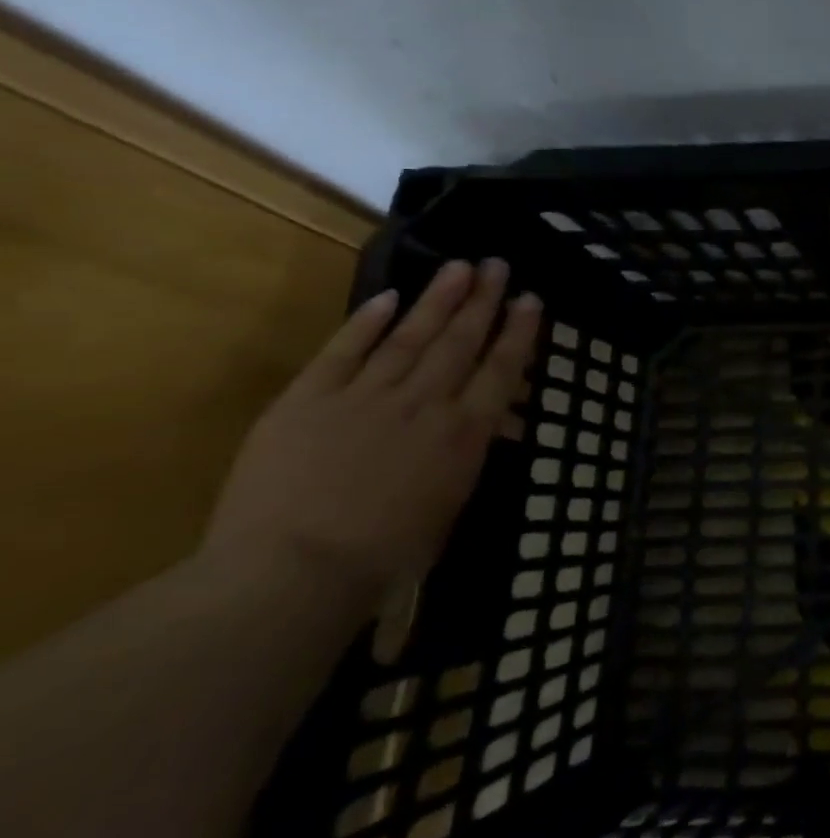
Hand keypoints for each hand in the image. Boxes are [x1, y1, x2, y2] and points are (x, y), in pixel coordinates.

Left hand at [204, 259, 541, 604]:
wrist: (292, 573)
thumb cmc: (385, 555)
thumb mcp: (450, 506)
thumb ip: (469, 455)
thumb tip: (493, 424)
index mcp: (463, 432)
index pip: (500, 369)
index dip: (518, 331)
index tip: (530, 299)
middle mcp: (424, 403)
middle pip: (459, 341)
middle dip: (482, 300)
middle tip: (496, 264)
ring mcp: (364, 397)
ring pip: (409, 336)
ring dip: (436, 299)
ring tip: (457, 267)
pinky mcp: (307, 401)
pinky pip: (342, 352)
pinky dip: (365, 323)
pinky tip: (386, 297)